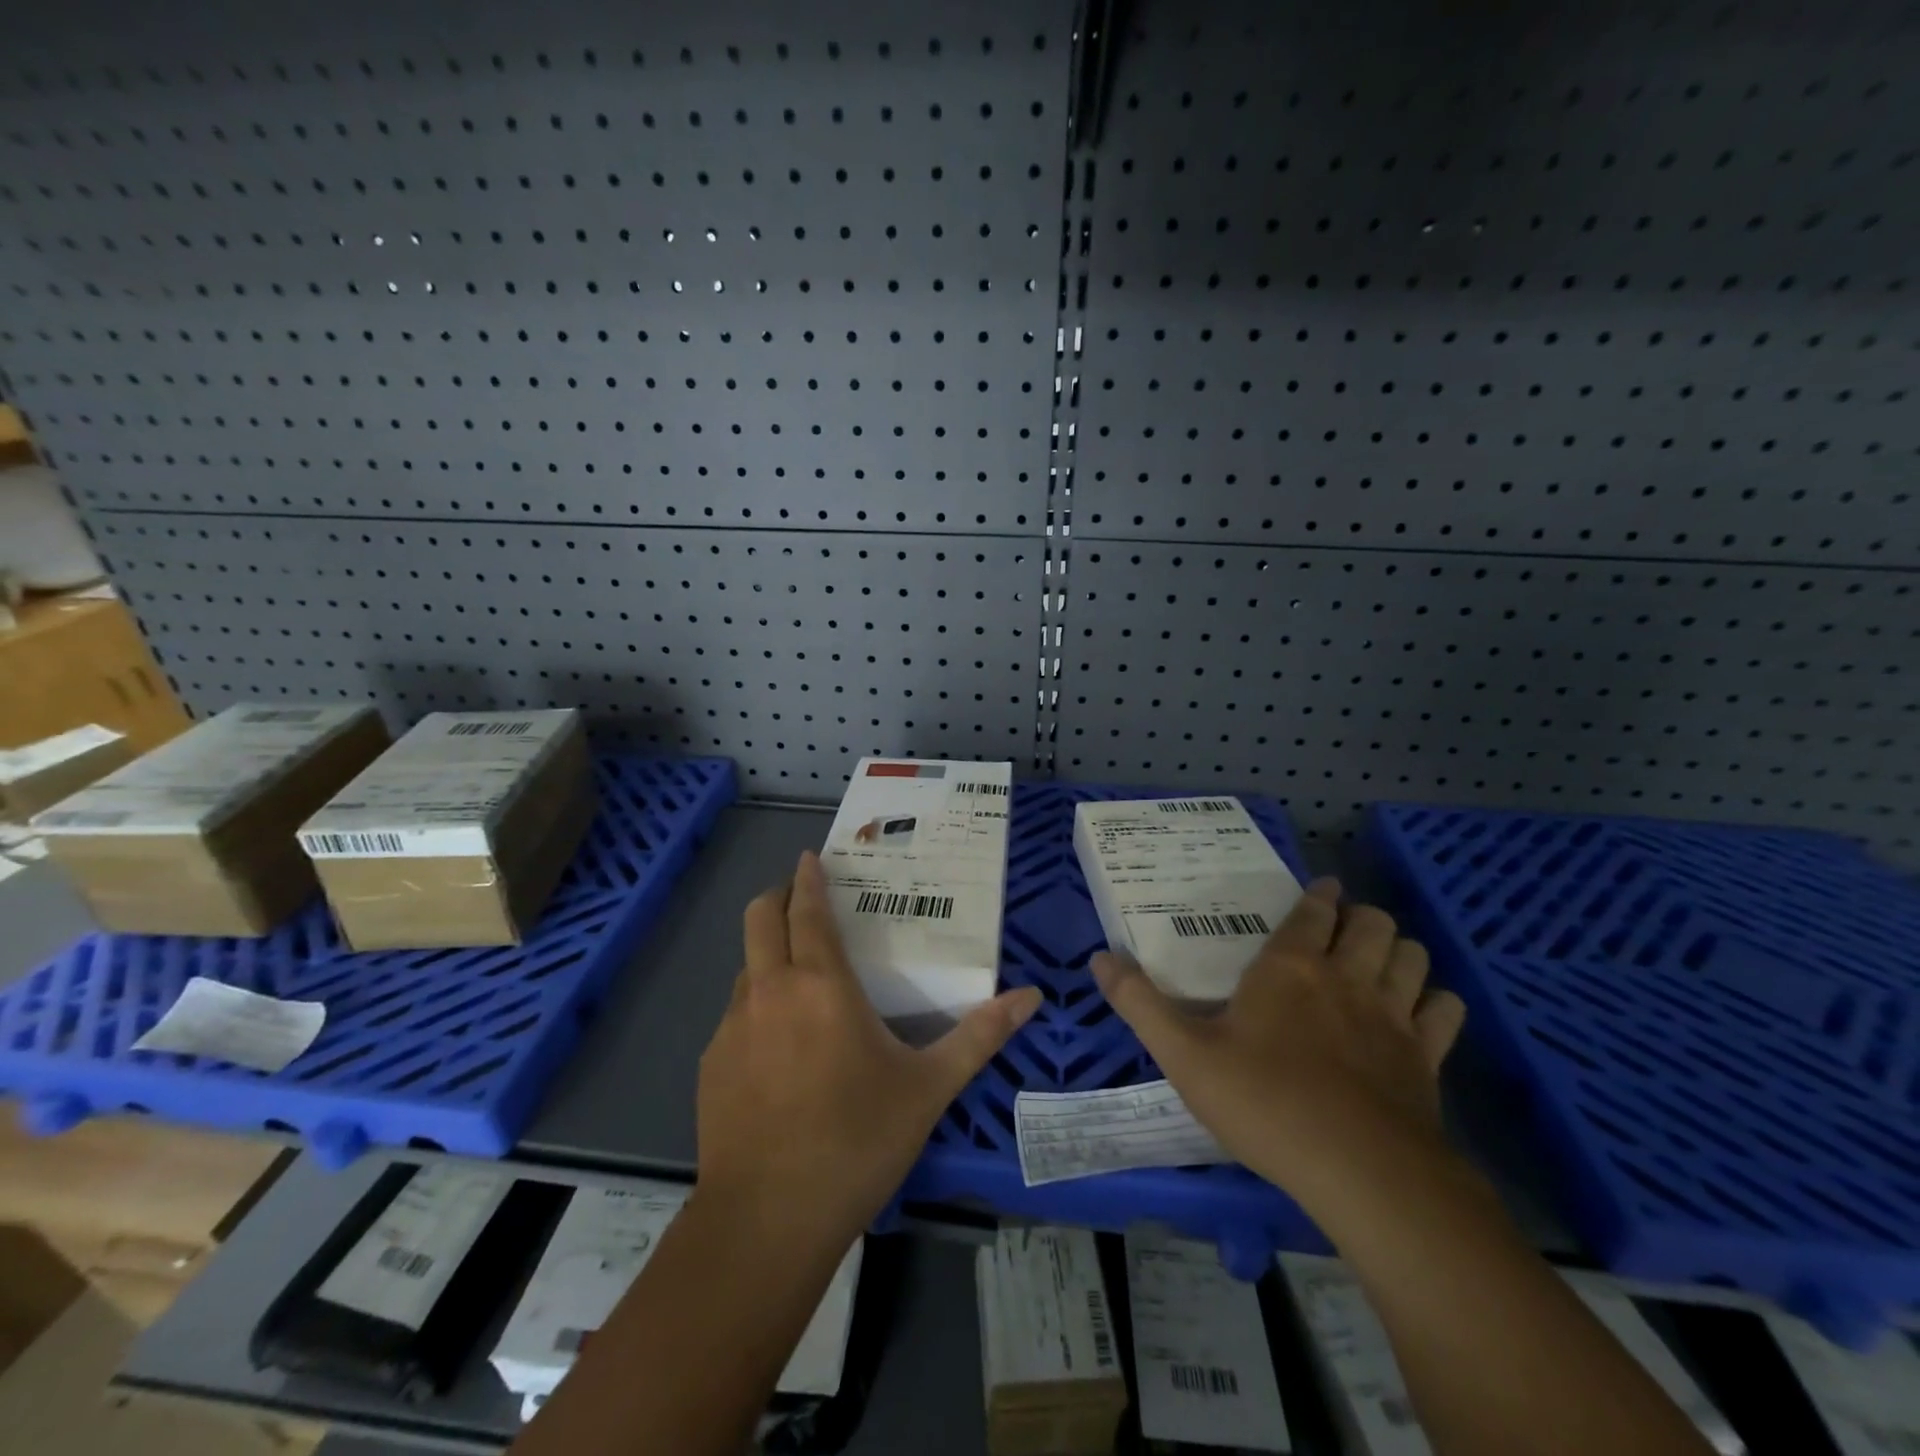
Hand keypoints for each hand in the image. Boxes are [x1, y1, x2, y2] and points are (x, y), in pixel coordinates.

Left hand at [697, 851, 1042, 1241]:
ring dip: (769, 955)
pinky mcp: (710, 1063)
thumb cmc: (856, 1142)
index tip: (812, 857)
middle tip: (802, 898)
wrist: (766, 1222)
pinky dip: (757, 1006)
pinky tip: (780, 1049)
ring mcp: (731, 1026)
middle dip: (777, 896)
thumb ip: (979, 1036)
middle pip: (759, 918)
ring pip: (746, 966)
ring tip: (800, 977)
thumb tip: (1030, 996)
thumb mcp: (928, 1088)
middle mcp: (769, 989)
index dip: (808, 877)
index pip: (807, 910)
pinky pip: (736, 1014)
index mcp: (820, 984)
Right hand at [1092, 878, 1466, 1212]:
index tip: (1320, 889)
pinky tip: (1419, 1013)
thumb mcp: (1183, 1054)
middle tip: (1344, 927)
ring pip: (1412, 956)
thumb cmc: (1263, 1102)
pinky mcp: (1427, 1059)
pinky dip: (1435, 1001)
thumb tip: (1099, 958)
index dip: (1318, 896)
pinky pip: (1444, 1010)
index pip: (1312, 911)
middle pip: (1372, 923)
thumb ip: (1139, 1003)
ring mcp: (1394, 1016)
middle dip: (1361, 916)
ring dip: (1398, 949)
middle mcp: (1347, 977)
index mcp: (1289, 967)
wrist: (1360, 1172)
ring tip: (1379, 958)